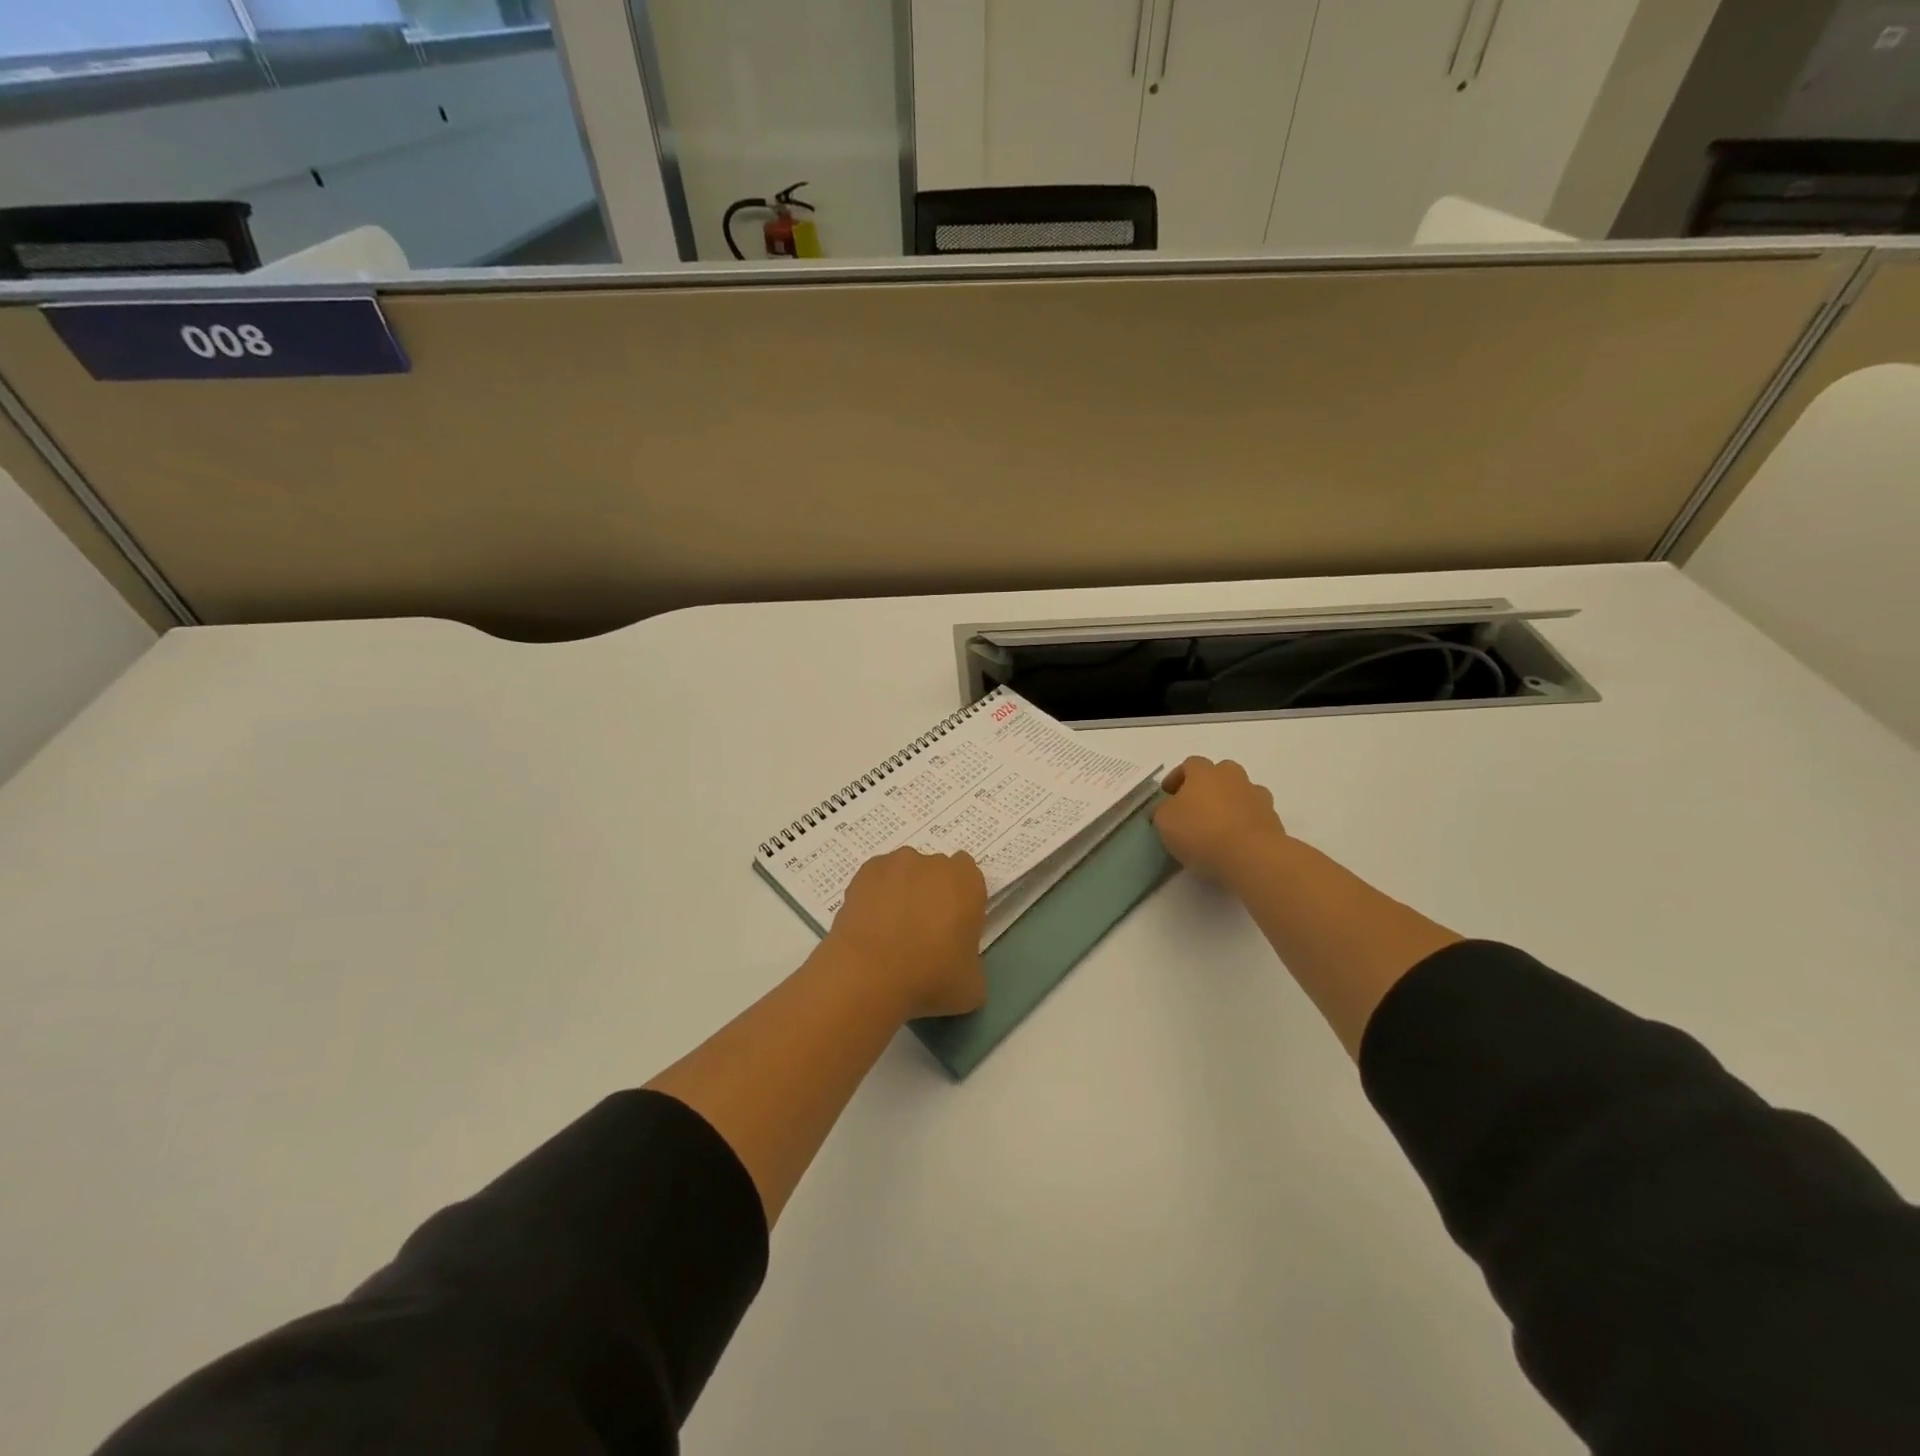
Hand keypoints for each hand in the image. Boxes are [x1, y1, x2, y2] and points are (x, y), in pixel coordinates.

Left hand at [826, 847, 987, 1019]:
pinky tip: (870, 925)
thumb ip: (972, 963)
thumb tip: (959, 965)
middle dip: (932, 893)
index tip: (954, 926)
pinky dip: (875, 895)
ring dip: (902, 891)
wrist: (869, 975)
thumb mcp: (972, 986)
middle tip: (923, 931)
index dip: (961, 900)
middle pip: (936, 872)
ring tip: (890, 930)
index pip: (969, 877)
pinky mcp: (864, 872)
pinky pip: (876, 880)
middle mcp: (934, 863)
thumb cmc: (930, 978)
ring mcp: (896, 863)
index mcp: (967, 881)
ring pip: (905, 872)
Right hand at [1153, 756, 1287, 882]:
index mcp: (1204, 772)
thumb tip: (1166, 808)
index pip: (1189, 764)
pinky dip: (1244, 822)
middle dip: (1208, 785)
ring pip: (1240, 792)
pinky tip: (1235, 840)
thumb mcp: (1164, 821)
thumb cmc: (1200, 831)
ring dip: (1229, 802)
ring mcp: (1257, 796)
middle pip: (1220, 773)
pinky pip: (1254, 814)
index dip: (1177, 777)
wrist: (1251, 855)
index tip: (1168, 794)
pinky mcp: (1273, 819)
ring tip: (1217, 825)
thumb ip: (1163, 810)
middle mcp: (1233, 777)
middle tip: (1195, 806)